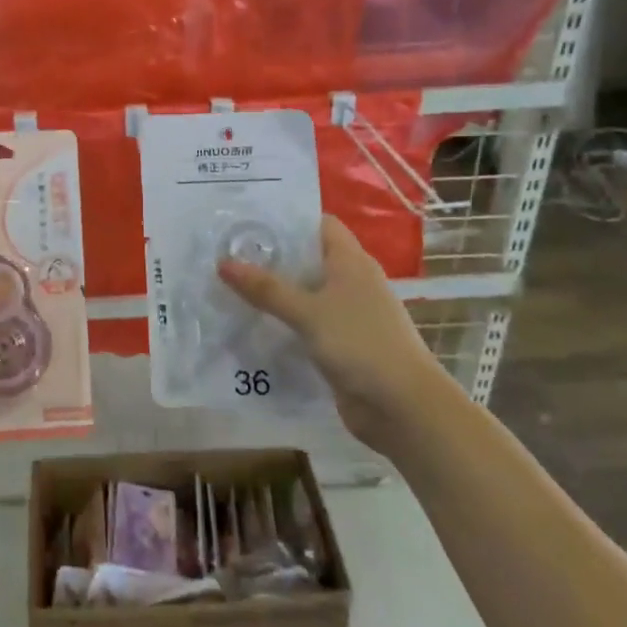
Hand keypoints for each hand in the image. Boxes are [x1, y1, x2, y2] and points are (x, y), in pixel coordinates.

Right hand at [218, 215, 451, 450]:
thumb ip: (267, 289)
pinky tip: (251, 323)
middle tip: (226, 251)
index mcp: (352, 262)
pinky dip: (282, 321)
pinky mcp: (340, 345)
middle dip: (271, 256)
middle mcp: (351, 282)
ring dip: (274, 291)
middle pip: (308, 258)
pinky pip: (305, 324)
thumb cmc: (361, 344)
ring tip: (228, 284)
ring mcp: (347, 315)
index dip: (288, 219)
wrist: (404, 407)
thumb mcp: (309, 312)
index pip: (320, 224)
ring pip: (304, 293)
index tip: (247, 219)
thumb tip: (223, 263)